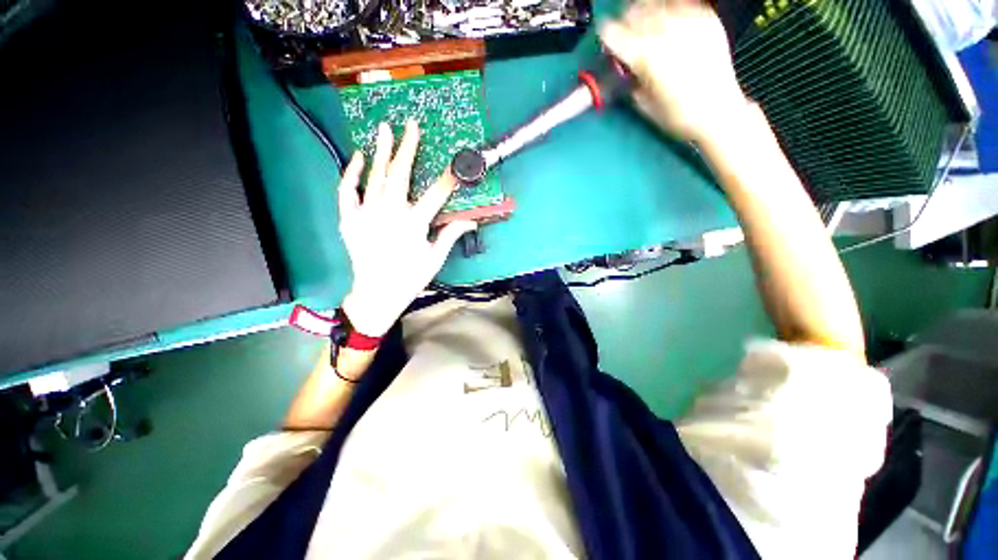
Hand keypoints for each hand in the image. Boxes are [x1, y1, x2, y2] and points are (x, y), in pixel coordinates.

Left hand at [338, 120, 476, 336]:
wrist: (376, 293)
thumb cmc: (410, 278)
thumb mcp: (435, 259)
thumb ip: (450, 235)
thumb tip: (471, 221)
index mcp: (414, 225)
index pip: (436, 195)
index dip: (448, 178)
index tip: (455, 163)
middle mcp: (390, 214)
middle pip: (400, 175)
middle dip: (408, 149)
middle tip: (411, 126)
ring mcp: (366, 215)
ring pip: (374, 177)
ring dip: (381, 151)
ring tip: (384, 129)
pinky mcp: (349, 219)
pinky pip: (347, 191)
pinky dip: (352, 173)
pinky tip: (358, 158)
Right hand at [600, 0, 749, 143]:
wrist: (718, 112)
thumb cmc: (678, 115)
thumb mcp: (643, 103)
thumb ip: (630, 80)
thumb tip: (624, 67)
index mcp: (644, 56)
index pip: (613, 33)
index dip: (606, 37)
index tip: (607, 42)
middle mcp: (664, 32)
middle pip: (633, 12)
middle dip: (624, 23)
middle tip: (624, 33)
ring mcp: (687, 21)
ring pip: (655, 3)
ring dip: (645, 13)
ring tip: (646, 25)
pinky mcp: (706, 18)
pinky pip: (681, 4)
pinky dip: (669, 10)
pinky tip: (668, 23)